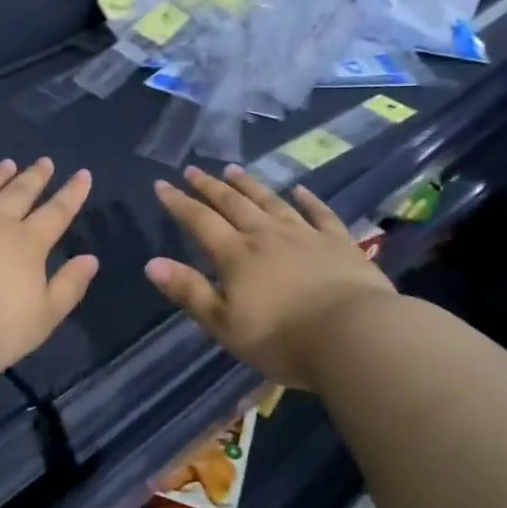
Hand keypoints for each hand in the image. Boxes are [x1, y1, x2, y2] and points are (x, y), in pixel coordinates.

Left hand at [0, 158, 98, 382]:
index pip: (56, 213)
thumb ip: (69, 286)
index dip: (72, 194)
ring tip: (7, 163)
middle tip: (44, 161)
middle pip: (19, 194)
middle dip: (35, 177)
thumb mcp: (44, 316)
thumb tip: (90, 258)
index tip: (82, 174)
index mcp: (27, 244)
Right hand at [145, 164, 394, 383]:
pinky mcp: (339, 243)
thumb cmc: (282, 338)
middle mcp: (265, 235)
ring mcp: (304, 235)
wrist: (355, 336)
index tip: (161, 184)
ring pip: (271, 202)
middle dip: (209, 186)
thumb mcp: (224, 324)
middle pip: (232, 204)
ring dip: (249, 185)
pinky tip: (299, 190)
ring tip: (233, 170)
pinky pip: (320, 214)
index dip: (178, 203)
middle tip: (193, 169)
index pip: (199, 221)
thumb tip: (151, 263)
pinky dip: (307, 200)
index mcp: (235, 255)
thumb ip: (189, 291)